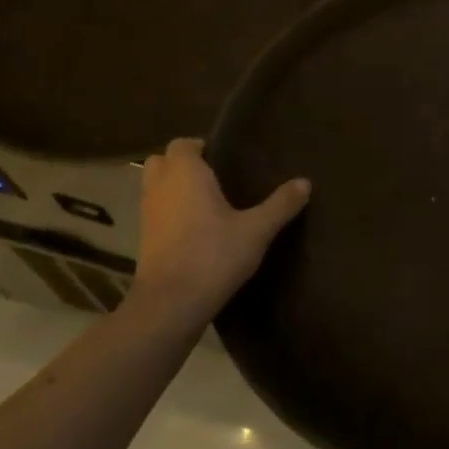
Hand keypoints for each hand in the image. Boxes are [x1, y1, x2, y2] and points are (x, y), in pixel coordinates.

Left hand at [130, 139, 309, 321]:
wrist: (171, 304)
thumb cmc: (213, 256)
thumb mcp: (256, 231)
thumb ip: (280, 205)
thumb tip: (305, 182)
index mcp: (186, 174)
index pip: (182, 144)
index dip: (200, 147)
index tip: (225, 158)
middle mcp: (160, 187)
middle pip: (162, 161)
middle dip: (182, 164)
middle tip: (214, 177)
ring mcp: (147, 214)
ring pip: (155, 187)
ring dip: (173, 188)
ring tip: (207, 202)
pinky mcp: (143, 239)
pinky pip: (156, 212)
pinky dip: (170, 212)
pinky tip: (195, 229)